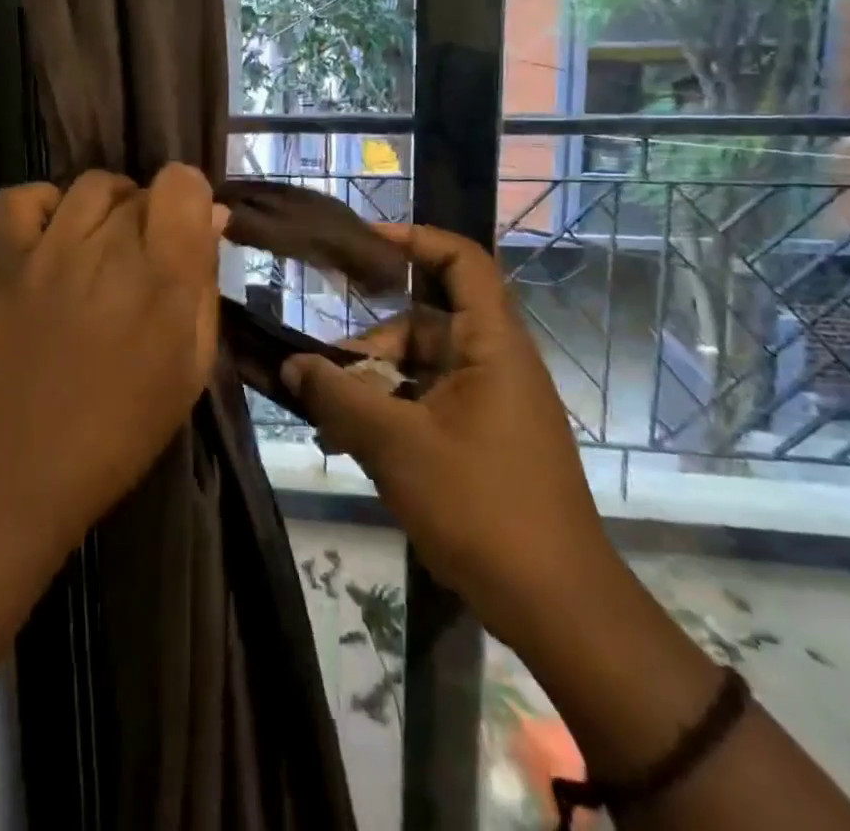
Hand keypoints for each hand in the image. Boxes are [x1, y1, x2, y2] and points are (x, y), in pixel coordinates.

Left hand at [0, 166, 228, 548]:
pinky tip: (55, 234)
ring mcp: (50, 250)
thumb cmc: (125, 426)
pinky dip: (44, 204)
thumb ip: (205, 285)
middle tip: (145, 263)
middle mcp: (108, 249)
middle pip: (140, 190)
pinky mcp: (6, 259)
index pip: (183, 184)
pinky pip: (23, 197)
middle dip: (152, 217)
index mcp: (163, 277)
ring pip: (91, 184)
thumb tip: (213, 218)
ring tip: (103, 245)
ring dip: (109, 206)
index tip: (186, 230)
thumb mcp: (191, 365)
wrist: (26, 462)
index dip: (190, 198)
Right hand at [283, 222, 613, 643]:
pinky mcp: (486, 441)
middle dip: (369, 345)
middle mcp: (496, 364)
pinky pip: (429, 406)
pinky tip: (351, 446)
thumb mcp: (395, 445)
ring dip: (372, 387)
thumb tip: (291, 365)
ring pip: (420, 370)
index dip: (415, 240)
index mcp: (492, 346)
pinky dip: (391, 415)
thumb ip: (338, 397)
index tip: (362, 243)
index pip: (463, 262)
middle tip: (319, 373)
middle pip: (425, 323)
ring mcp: (493, 405)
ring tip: (326, 420)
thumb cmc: (481, 507)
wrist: (558, 609)